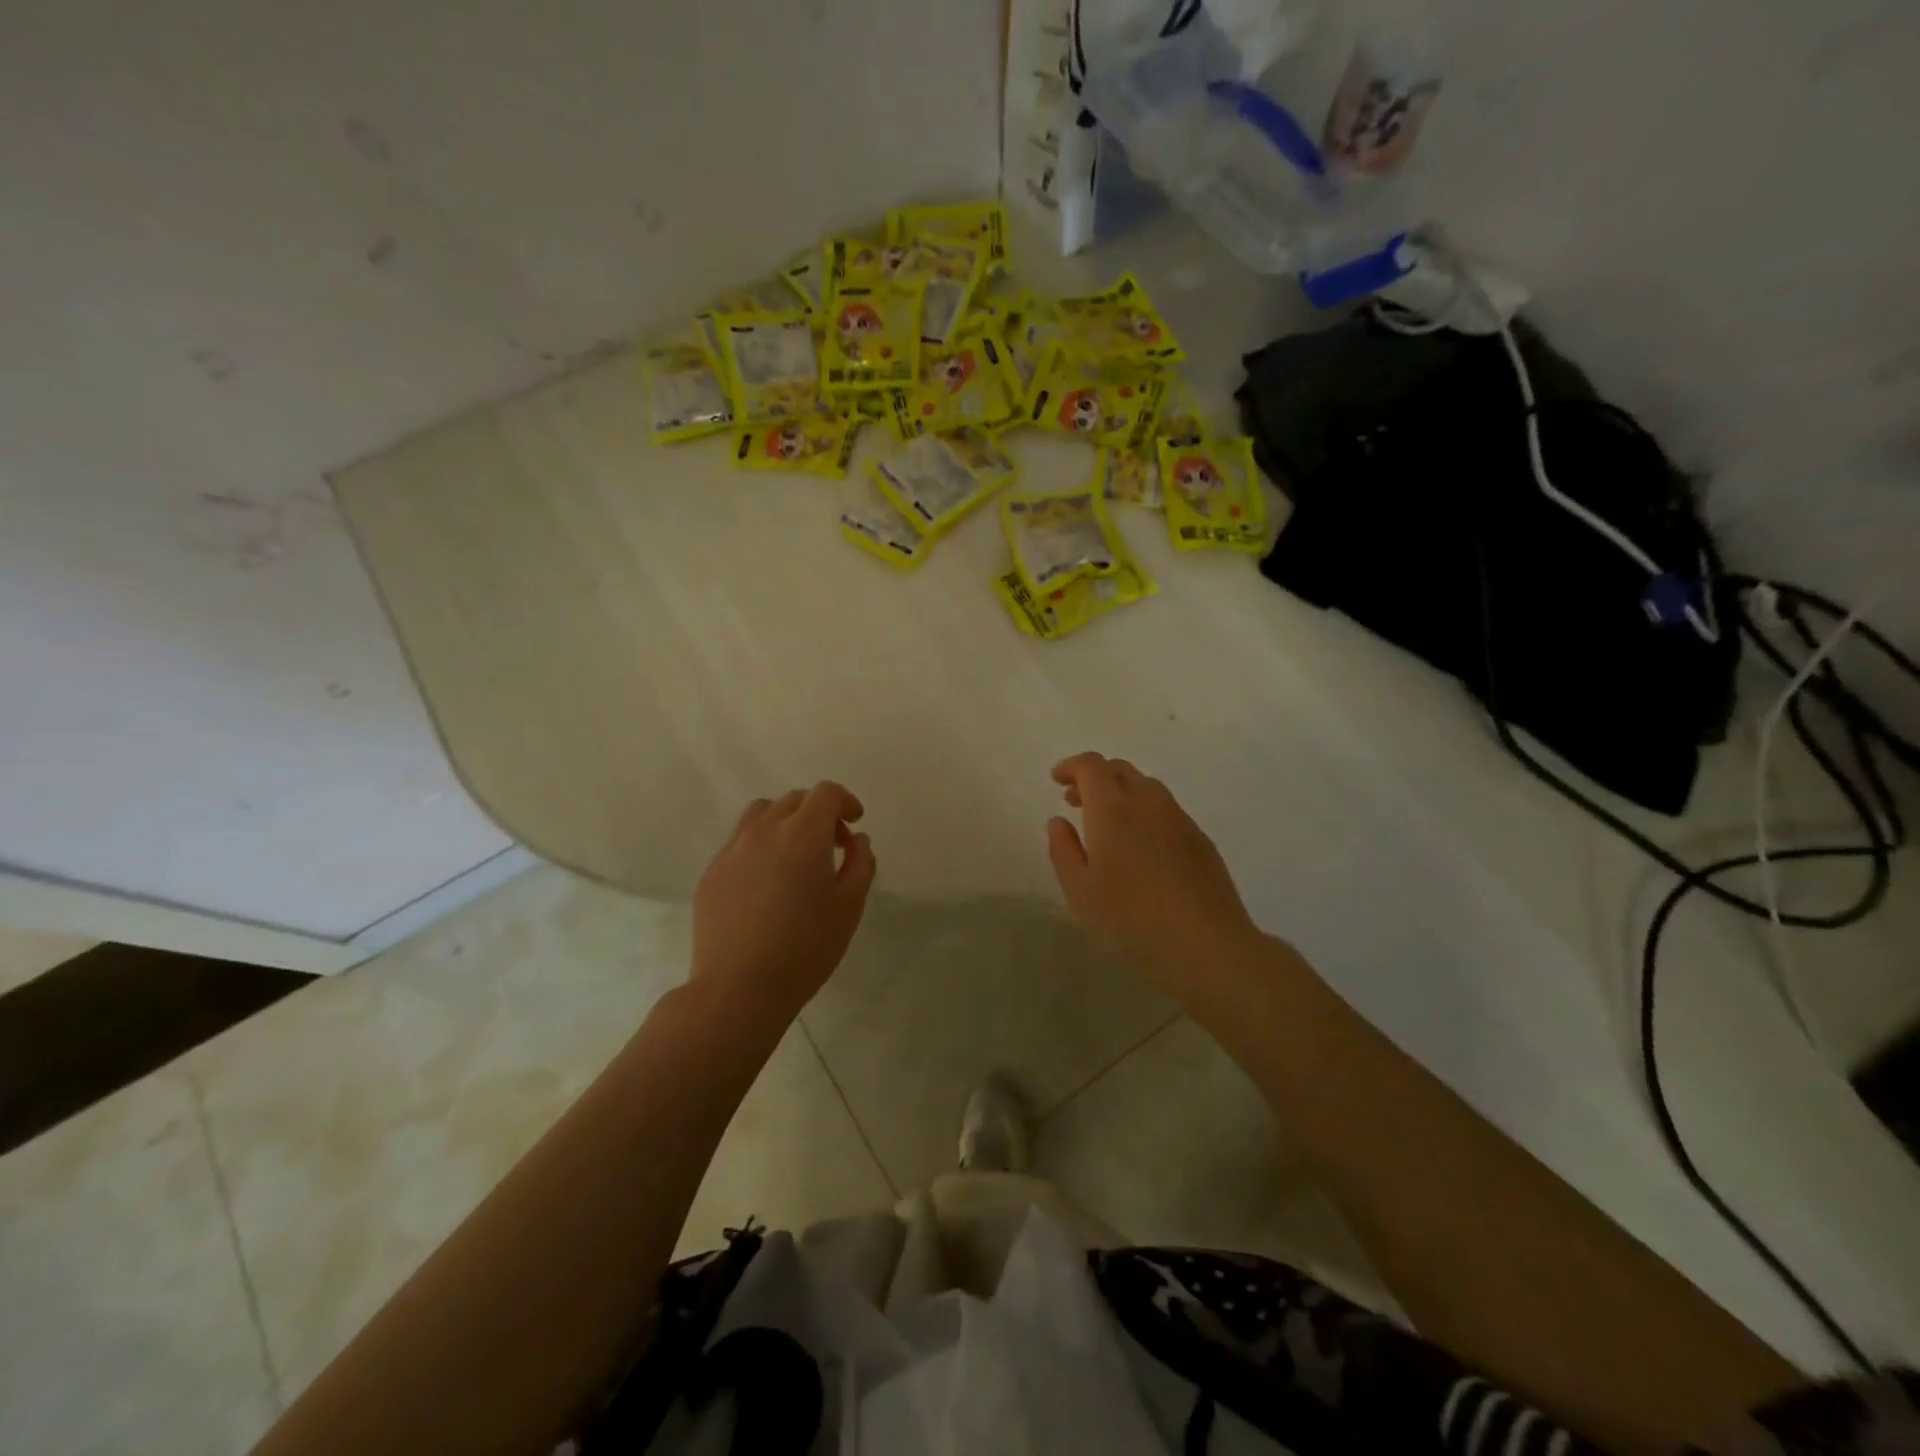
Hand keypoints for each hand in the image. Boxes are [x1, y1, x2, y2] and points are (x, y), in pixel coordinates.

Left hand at [691, 782, 876, 1025]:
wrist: (739, 987)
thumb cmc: (805, 947)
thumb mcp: (850, 906)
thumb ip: (860, 864)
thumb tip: (857, 840)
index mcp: (803, 834)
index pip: (825, 793)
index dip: (845, 801)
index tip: (855, 821)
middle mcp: (764, 831)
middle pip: (794, 800)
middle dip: (818, 813)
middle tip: (833, 846)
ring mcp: (733, 850)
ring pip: (761, 814)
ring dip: (785, 822)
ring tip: (795, 854)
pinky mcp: (712, 872)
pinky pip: (740, 842)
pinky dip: (760, 845)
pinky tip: (767, 882)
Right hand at [1046, 753, 1259, 985]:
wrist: (1205, 944)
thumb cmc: (1130, 918)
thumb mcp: (1080, 891)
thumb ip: (1064, 850)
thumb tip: (1059, 821)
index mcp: (1112, 809)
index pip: (1091, 766)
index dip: (1071, 766)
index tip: (1057, 780)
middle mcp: (1147, 802)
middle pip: (1120, 769)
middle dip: (1094, 777)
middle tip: (1076, 800)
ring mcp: (1179, 818)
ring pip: (1146, 787)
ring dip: (1121, 792)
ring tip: (1107, 824)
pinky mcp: (1200, 839)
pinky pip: (1166, 809)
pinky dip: (1144, 811)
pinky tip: (1141, 846)